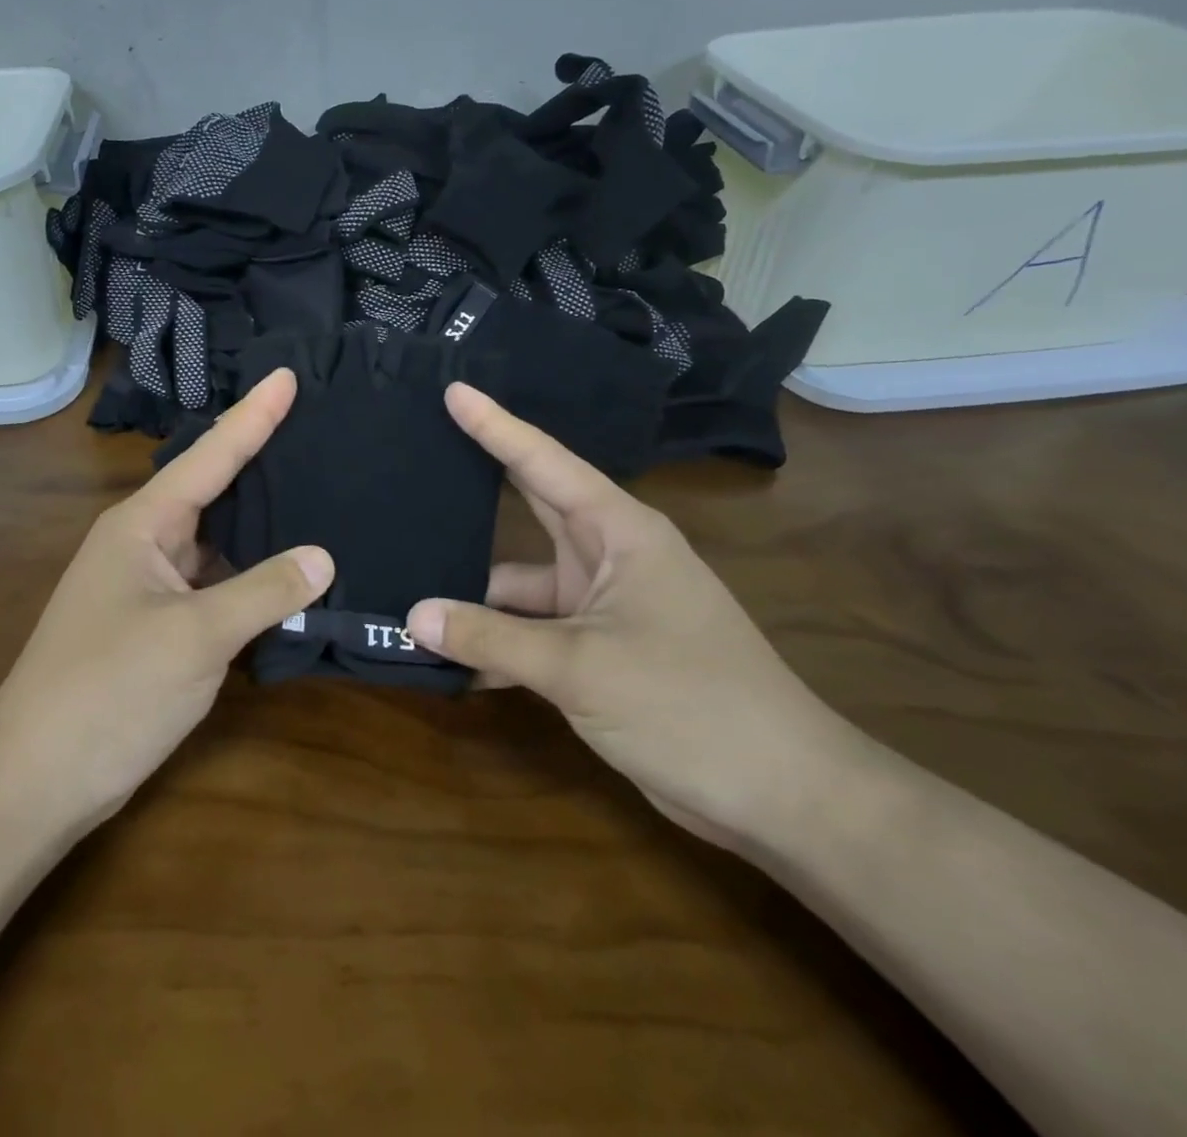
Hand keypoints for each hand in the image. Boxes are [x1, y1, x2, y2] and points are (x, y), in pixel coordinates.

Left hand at [0, 369, 333, 827]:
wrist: (38, 777)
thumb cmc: (110, 690)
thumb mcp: (195, 637)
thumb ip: (263, 591)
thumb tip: (323, 556)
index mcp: (141, 524)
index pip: (208, 455)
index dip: (253, 415)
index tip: (289, 375)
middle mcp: (143, 543)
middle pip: (212, 490)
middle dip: (260, 460)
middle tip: (317, 427)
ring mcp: (149, 586)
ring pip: (215, 540)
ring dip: (260, 524)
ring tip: (317, 489)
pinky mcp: (158, 625)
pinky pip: (213, 583)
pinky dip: (250, 576)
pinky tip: (289, 570)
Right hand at [407, 384, 866, 847]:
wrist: (781, 796)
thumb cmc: (688, 704)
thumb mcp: (579, 667)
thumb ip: (490, 638)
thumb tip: (412, 615)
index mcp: (620, 533)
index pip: (544, 463)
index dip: (495, 426)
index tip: (453, 390)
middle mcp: (609, 558)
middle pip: (530, 511)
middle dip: (478, 489)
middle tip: (421, 458)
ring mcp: (603, 607)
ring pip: (521, 587)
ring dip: (475, 600)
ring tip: (406, 595)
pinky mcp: (598, 652)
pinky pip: (531, 633)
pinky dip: (495, 645)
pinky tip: (447, 660)